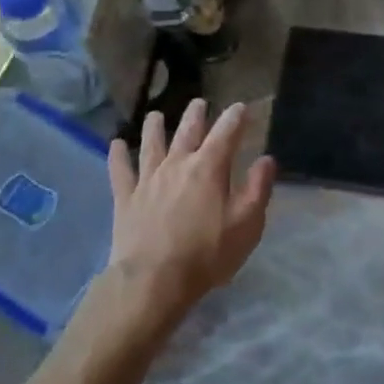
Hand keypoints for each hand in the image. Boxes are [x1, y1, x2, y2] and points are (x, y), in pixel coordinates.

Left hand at [106, 99, 275, 328]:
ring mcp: (148, 179)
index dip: (235, 117)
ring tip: (155, 115)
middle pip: (187, 131)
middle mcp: (177, 164)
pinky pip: (120, 170)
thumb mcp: (246, 225)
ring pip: (151, 143)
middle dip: (196, 115)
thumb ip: (257, 189)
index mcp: (209, 168)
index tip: (241, 107)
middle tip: (199, 103)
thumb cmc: (207, 254)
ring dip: (154, 126)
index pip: (226, 133)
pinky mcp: (126, 197)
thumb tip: (266, 159)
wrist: (154, 280)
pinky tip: (116, 144)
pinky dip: (118, 155)